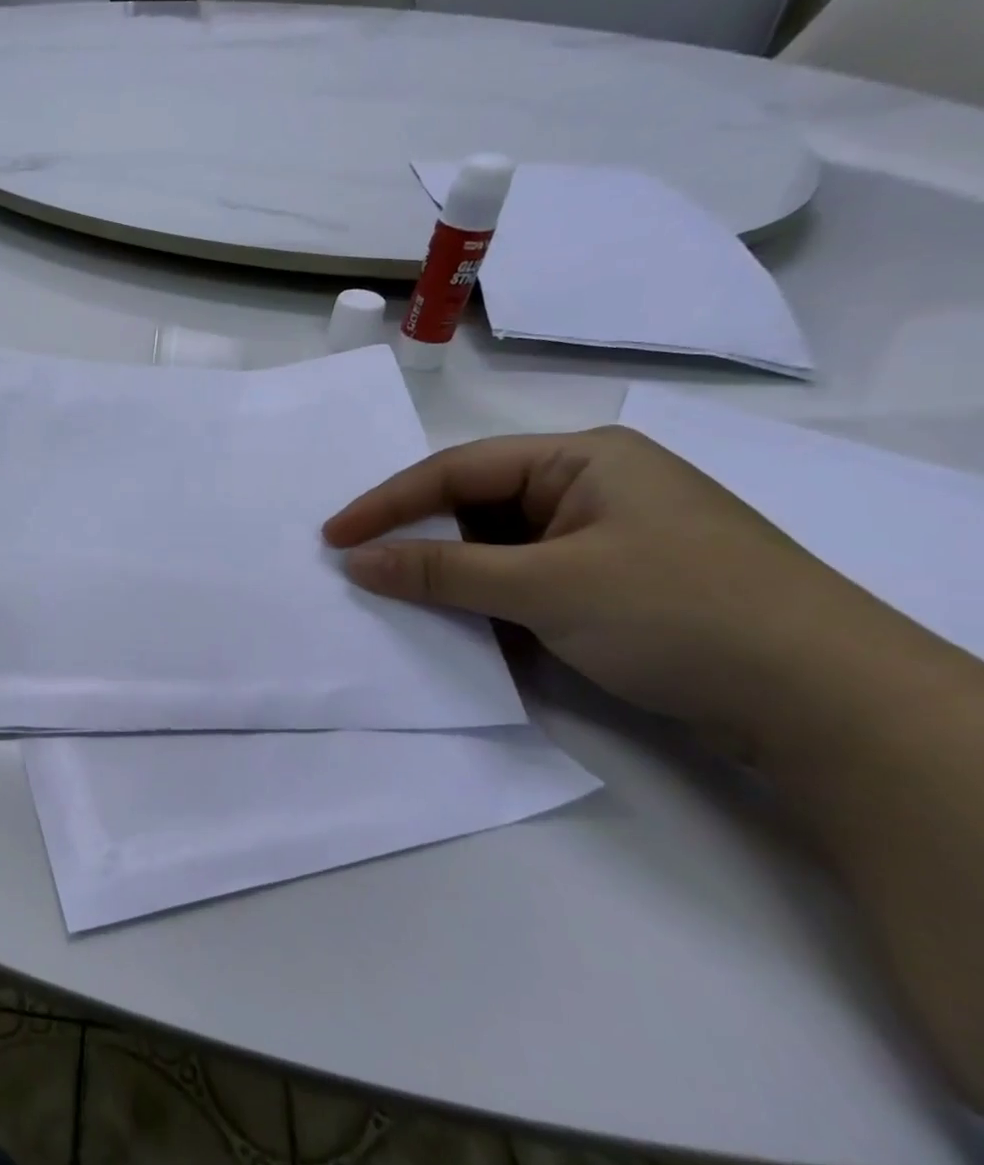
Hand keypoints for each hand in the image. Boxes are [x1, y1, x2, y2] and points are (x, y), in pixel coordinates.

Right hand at [322, 427, 910, 743]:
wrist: (830, 705)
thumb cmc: (679, 613)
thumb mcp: (546, 587)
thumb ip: (441, 572)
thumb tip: (354, 561)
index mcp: (582, 459)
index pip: (457, 470)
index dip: (388, 503)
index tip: (333, 537)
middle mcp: (592, 486)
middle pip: (476, 504)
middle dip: (418, 537)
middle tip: (360, 566)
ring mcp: (607, 537)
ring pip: (499, 546)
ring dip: (452, 573)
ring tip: (398, 596)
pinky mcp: (617, 585)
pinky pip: (528, 578)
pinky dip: (490, 598)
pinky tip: (462, 622)